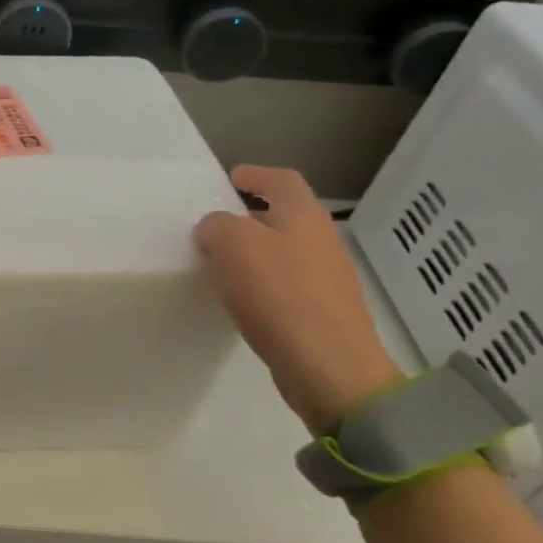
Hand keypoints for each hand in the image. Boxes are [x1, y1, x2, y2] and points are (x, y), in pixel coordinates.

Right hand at [193, 165, 400, 434]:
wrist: (328, 366)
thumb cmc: (278, 293)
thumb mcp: (231, 244)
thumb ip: (216, 225)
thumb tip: (216, 230)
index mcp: (303, 215)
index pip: (281, 180)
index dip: (255, 175)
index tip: (230, 180)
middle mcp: (321, 241)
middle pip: (284, 217)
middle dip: (250, 218)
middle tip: (214, 227)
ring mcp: (327, 279)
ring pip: (284, 253)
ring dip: (254, 254)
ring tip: (220, 266)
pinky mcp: (322, 314)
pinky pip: (286, 287)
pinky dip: (262, 285)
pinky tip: (241, 301)